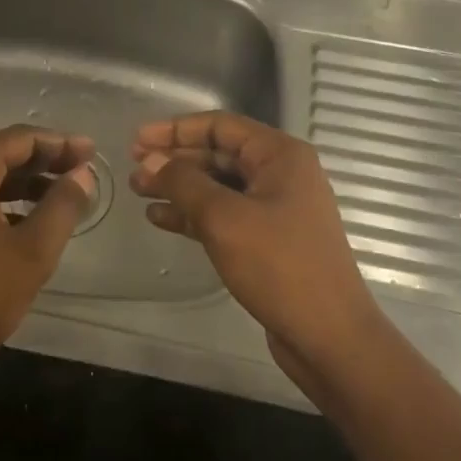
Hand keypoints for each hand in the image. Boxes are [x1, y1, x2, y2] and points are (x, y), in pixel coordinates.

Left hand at [0, 125, 96, 387]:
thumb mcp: (32, 252)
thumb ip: (62, 206)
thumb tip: (82, 174)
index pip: (18, 139)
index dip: (59, 143)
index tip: (92, 152)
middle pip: (0, 154)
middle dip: (44, 161)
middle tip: (82, 171)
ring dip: (24, 183)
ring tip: (62, 196)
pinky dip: (2, 203)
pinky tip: (26, 221)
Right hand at [130, 112, 386, 385]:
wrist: (328, 334)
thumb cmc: (279, 266)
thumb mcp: (224, 218)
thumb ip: (184, 183)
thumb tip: (151, 161)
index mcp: (280, 155)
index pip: (220, 126)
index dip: (175, 129)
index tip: (137, 140)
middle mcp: (281, 174)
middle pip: (218, 154)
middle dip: (174, 160)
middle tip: (133, 169)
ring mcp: (276, 208)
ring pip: (218, 186)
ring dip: (179, 187)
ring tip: (138, 191)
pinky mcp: (268, 239)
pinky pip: (224, 215)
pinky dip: (193, 214)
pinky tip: (161, 218)